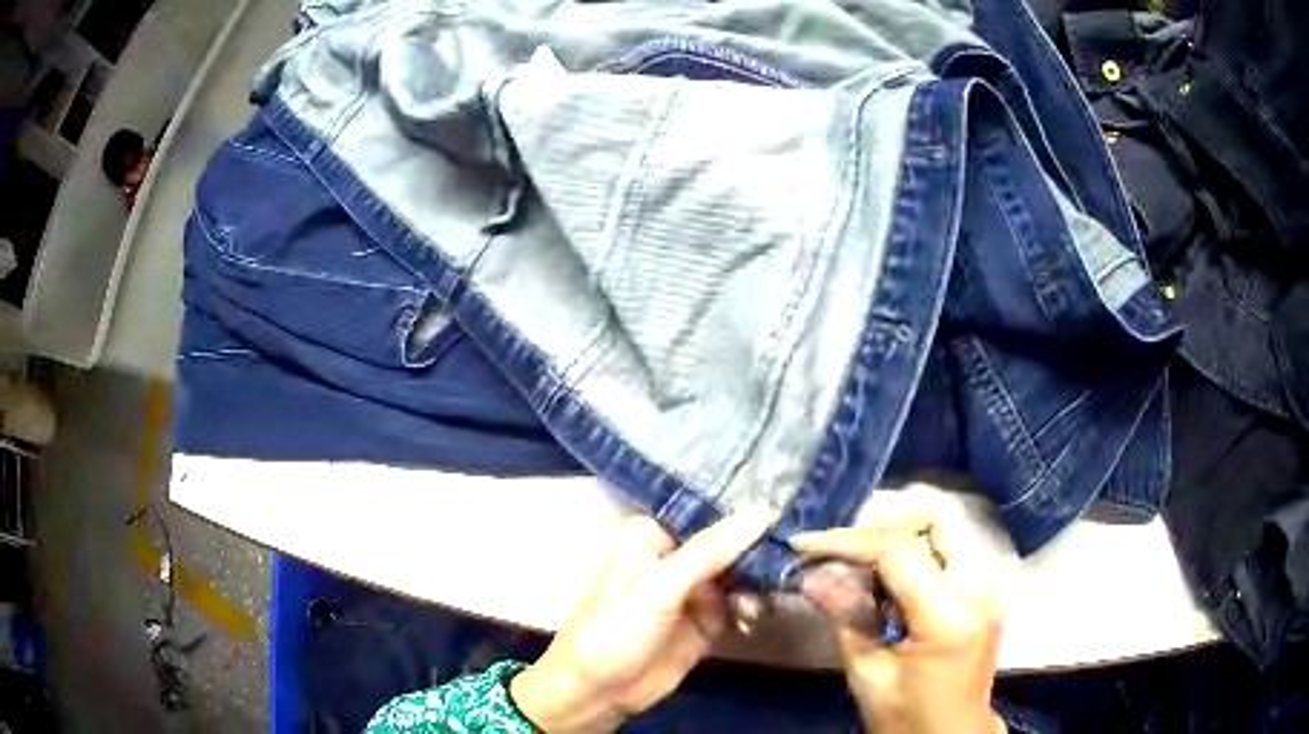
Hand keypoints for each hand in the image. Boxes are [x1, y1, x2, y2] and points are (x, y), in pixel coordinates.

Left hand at [511, 510, 774, 731]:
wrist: (600, 691)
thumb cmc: (617, 628)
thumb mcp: (661, 586)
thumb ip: (711, 551)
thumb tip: (762, 511)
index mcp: (653, 536)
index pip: (706, 513)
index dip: (743, 512)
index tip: (782, 509)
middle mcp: (675, 558)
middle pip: (729, 544)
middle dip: (757, 552)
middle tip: (790, 558)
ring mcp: (692, 591)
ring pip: (738, 575)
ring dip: (755, 584)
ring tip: (759, 599)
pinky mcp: (705, 622)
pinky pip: (737, 605)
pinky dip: (748, 608)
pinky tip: (749, 619)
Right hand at [791, 500, 1009, 733]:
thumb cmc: (908, 718)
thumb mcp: (869, 676)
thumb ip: (847, 619)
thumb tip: (811, 577)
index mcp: (950, 616)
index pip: (899, 551)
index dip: (849, 540)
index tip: (806, 543)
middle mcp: (981, 588)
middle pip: (938, 517)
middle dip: (885, 519)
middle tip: (842, 543)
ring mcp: (989, 586)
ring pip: (946, 528)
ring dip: (900, 533)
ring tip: (858, 560)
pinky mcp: (986, 590)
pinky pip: (950, 549)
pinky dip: (916, 550)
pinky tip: (887, 577)